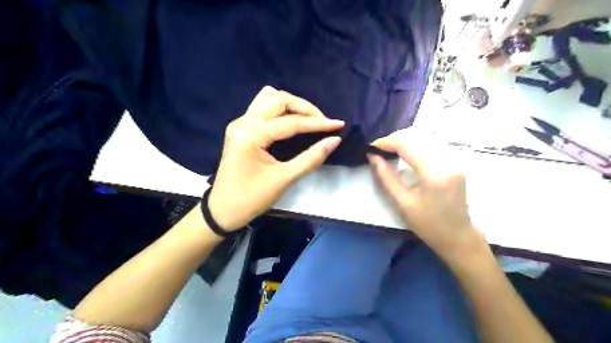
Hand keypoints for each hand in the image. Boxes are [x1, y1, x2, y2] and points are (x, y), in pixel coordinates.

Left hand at [209, 85, 341, 231]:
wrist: (223, 210)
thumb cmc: (252, 199)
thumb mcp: (284, 179)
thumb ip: (311, 158)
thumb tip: (334, 140)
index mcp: (250, 136)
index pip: (290, 122)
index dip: (317, 123)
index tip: (338, 125)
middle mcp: (242, 123)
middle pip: (278, 99)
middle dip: (304, 108)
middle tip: (323, 122)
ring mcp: (239, 124)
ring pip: (268, 98)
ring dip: (291, 105)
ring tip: (309, 119)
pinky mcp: (240, 128)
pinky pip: (262, 108)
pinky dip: (280, 110)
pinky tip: (291, 121)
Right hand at [368, 129, 487, 259]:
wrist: (457, 236)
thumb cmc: (428, 224)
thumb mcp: (402, 202)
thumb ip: (385, 176)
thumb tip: (372, 156)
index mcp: (434, 172)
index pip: (406, 144)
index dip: (386, 141)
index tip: (371, 147)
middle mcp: (447, 159)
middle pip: (416, 136)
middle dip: (394, 139)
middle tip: (378, 150)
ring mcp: (454, 158)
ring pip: (424, 136)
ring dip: (404, 140)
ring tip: (389, 150)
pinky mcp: (455, 161)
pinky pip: (432, 143)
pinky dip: (415, 143)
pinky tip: (406, 152)